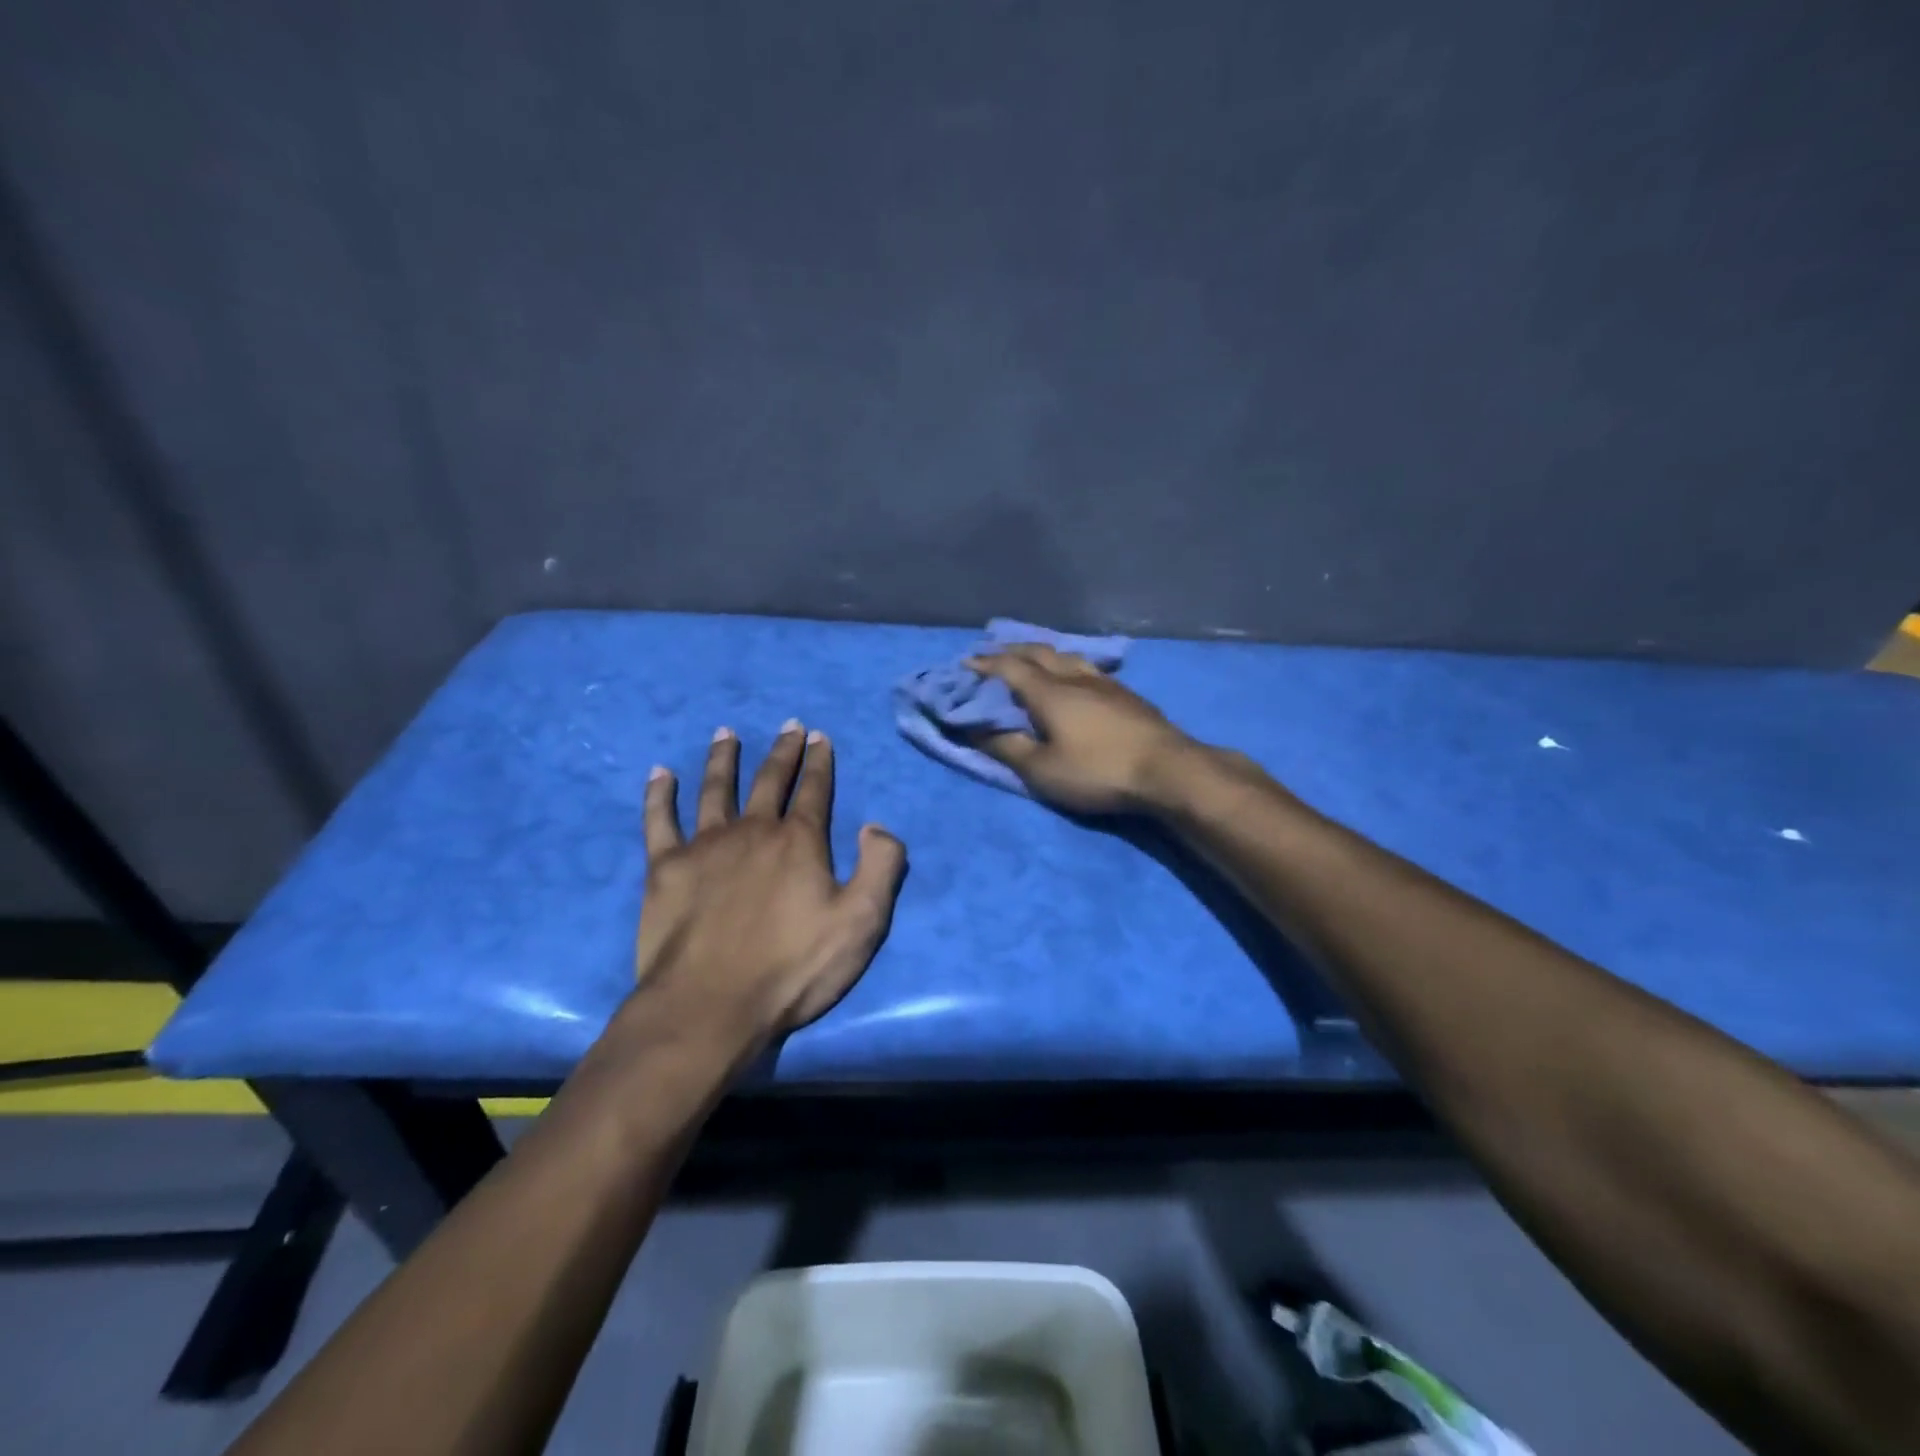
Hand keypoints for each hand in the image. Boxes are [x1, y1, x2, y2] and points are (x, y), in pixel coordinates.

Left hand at [631, 722, 906, 1048]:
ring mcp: (705, 845)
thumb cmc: (792, 968)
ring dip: (722, 758)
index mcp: (799, 842)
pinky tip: (660, 773)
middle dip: (782, 751)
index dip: (820, 762)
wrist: (710, 1006)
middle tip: (788, 726)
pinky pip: (660, 819)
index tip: (820, 736)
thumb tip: (876, 825)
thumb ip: (881, 867)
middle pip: (769, 780)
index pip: (814, 790)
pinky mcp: (665, 867)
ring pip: (715, 789)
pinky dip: (660, 794)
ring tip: (726, 733)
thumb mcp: (862, 922)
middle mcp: (753, 830)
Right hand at [970, 644, 1199, 814]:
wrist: (1167, 770)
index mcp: (1049, 692)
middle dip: (1012, 651)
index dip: (985, 665)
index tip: (966, 663)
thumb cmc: (1097, 771)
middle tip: (993, 655)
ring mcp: (1104, 682)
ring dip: (1042, 654)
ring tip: (1031, 658)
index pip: (1009, 669)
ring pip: (1067, 656)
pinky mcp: (1126, 694)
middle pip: (1038, 653)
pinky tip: (1074, 674)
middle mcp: (1074, 677)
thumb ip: (1006, 747)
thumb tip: (974, 729)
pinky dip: (1067, 664)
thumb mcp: (1042, 770)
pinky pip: (1087, 667)